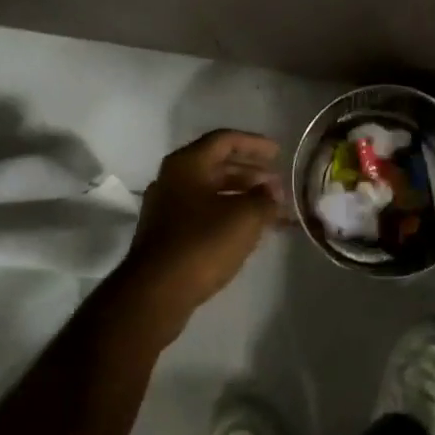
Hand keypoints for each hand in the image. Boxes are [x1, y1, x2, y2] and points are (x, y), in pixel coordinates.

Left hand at [118, 130, 286, 334]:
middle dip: (251, 172)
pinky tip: (247, 229)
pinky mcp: (166, 234)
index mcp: (187, 164)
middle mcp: (173, 178)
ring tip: (269, 207)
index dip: (255, 144)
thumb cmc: (202, 244)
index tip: (279, 154)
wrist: (155, 293)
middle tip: (277, 183)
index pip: (225, 140)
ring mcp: (166, 207)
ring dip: (241, 194)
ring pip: (211, 190)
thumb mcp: (245, 217)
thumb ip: (265, 199)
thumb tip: (273, 191)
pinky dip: (227, 213)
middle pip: (217, 164)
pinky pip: (203, 211)